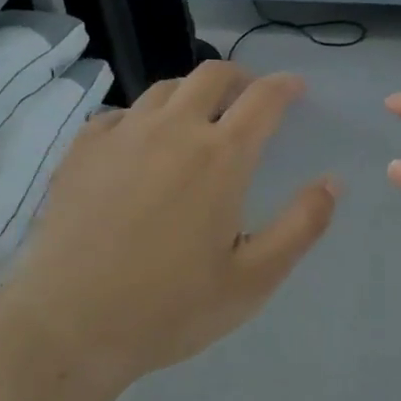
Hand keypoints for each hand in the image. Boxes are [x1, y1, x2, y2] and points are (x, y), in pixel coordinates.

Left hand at [0, 62, 337, 395]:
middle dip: (239, 76)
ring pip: (165, 88)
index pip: (263, 98)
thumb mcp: (252, 280)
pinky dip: (142, 117)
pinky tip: (139, 143)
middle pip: (212, 75)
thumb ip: (300, 227)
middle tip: (249, 96)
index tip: (295, 87)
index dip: (285, 86)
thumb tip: (332, 182)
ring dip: (192, 93)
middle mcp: (173, 129)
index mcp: (220, 156)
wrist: (68, 325)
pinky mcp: (83, 148)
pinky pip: (120, 113)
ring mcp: (123, 133)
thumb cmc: (169, 308)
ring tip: (197, 117)